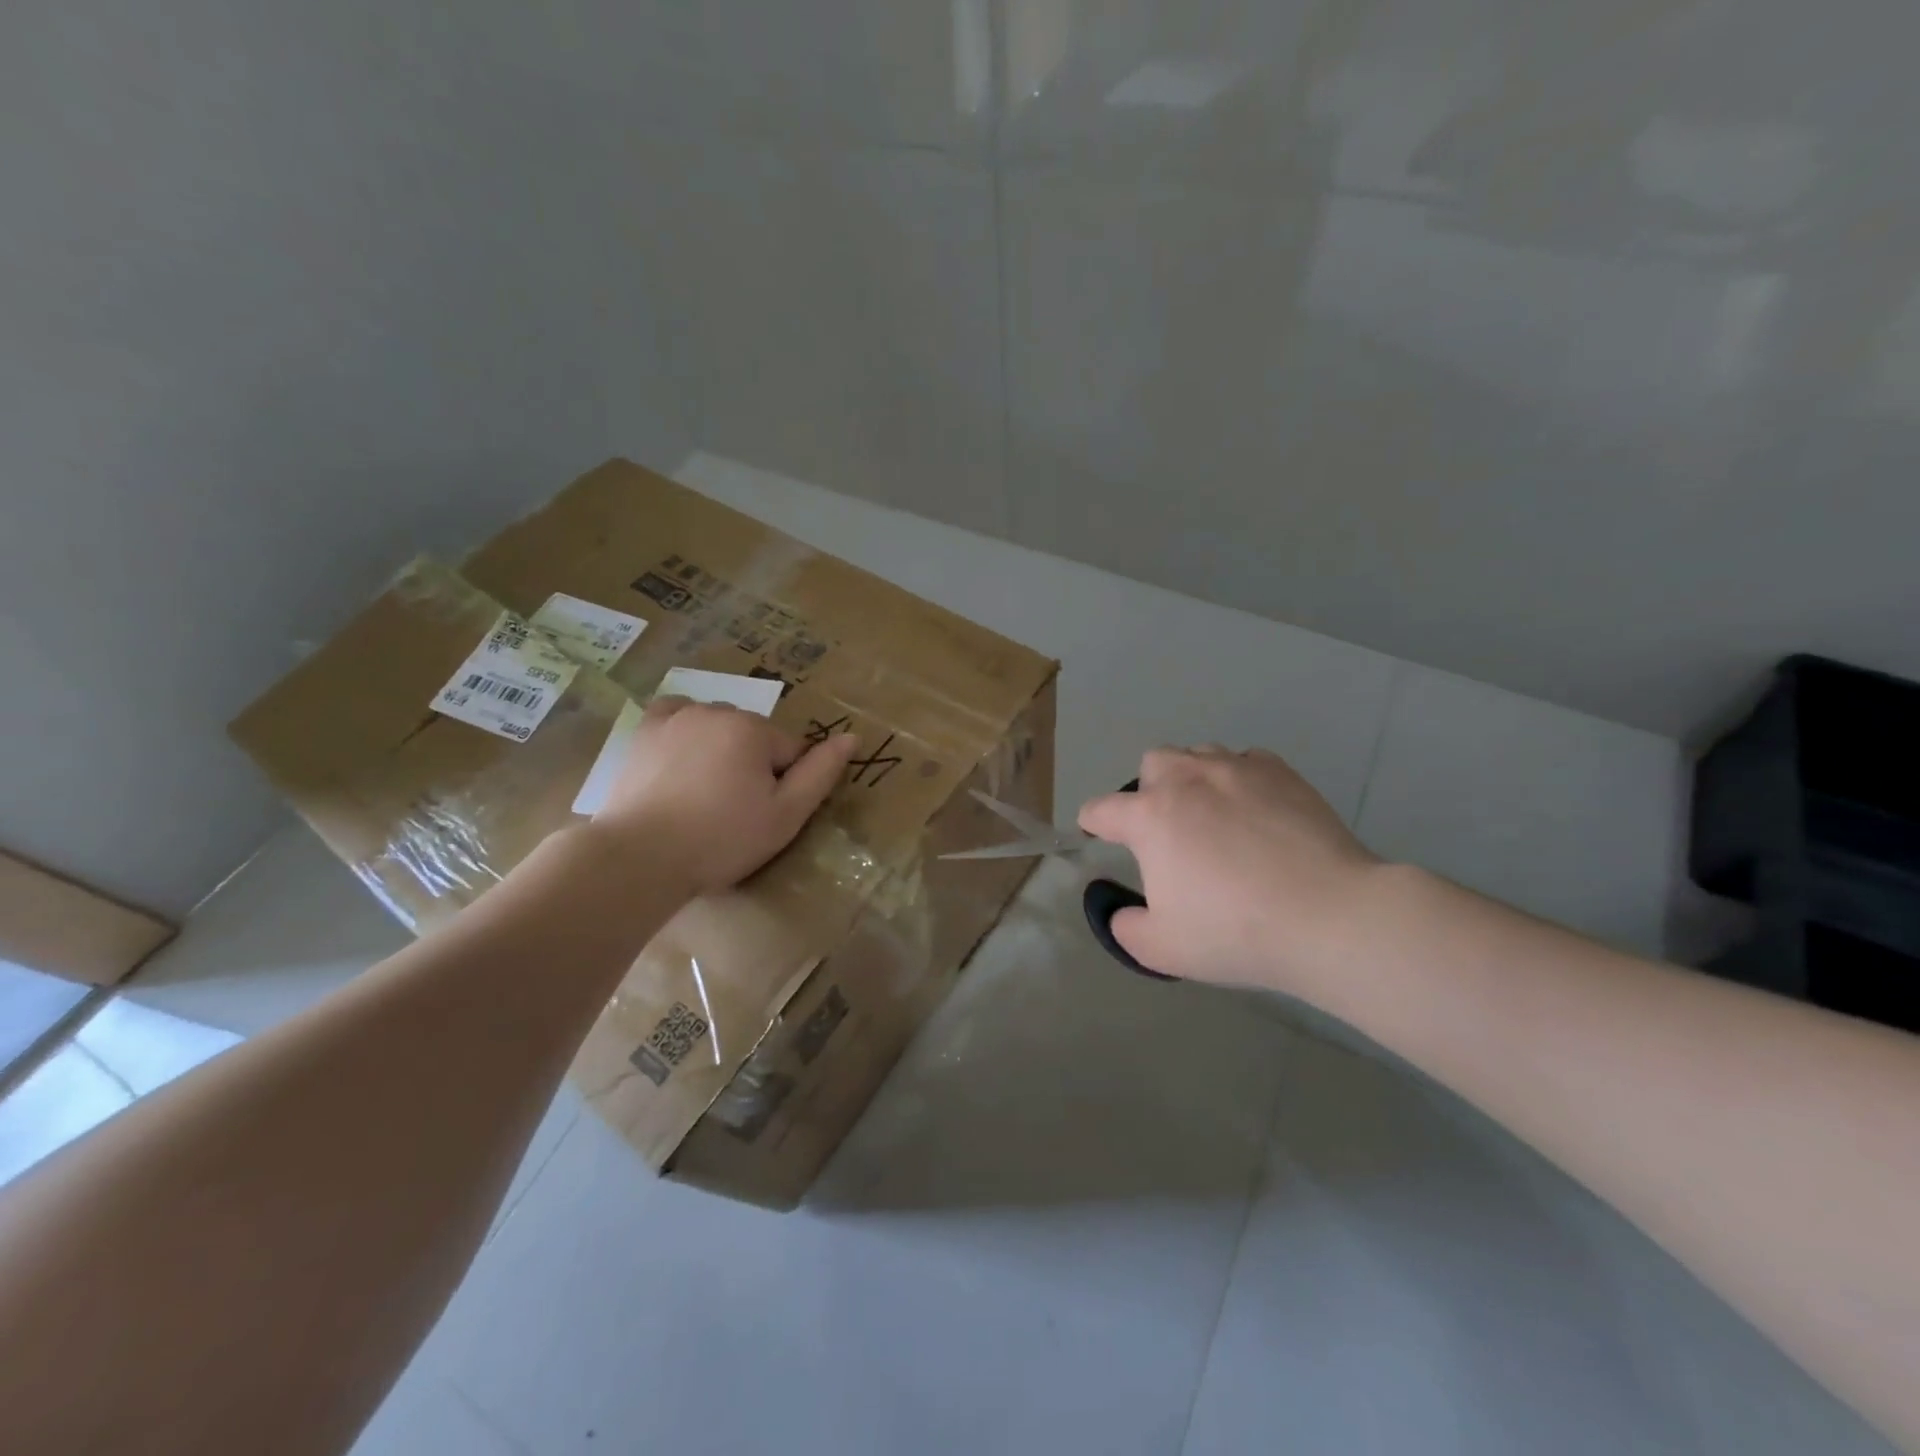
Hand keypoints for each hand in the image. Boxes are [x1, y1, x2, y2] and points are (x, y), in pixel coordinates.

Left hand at [594, 696, 858, 895]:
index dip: (786, 784)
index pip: (791, 750)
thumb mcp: (785, 815)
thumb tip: (852, 737)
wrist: (639, 857)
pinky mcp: (644, 732)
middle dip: (753, 766)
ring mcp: (676, 718)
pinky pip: (676, 715)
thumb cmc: (721, 839)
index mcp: (754, 729)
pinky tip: (682, 757)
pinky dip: (686, 730)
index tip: (764, 815)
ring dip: (721, 751)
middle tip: (734, 812)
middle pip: (755, 737)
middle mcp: (717, 711)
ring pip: (719, 727)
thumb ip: (821, 773)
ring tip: (703, 796)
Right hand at [1078, 747, 1381, 993]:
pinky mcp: (1280, 773)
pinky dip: (1238, 779)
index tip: (1096, 834)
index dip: (1093, 823)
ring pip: (1198, 754)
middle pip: (1152, 763)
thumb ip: (1125, 927)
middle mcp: (1187, 780)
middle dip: (1149, 790)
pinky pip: (1246, 761)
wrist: (1329, 916)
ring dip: (1192, 778)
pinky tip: (1254, 810)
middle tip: (1168, 829)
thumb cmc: (1236, 932)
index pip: (1102, 809)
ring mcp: (1237, 769)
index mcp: (1150, 817)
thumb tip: (1120, 910)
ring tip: (1212, 814)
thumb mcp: (1162, 949)